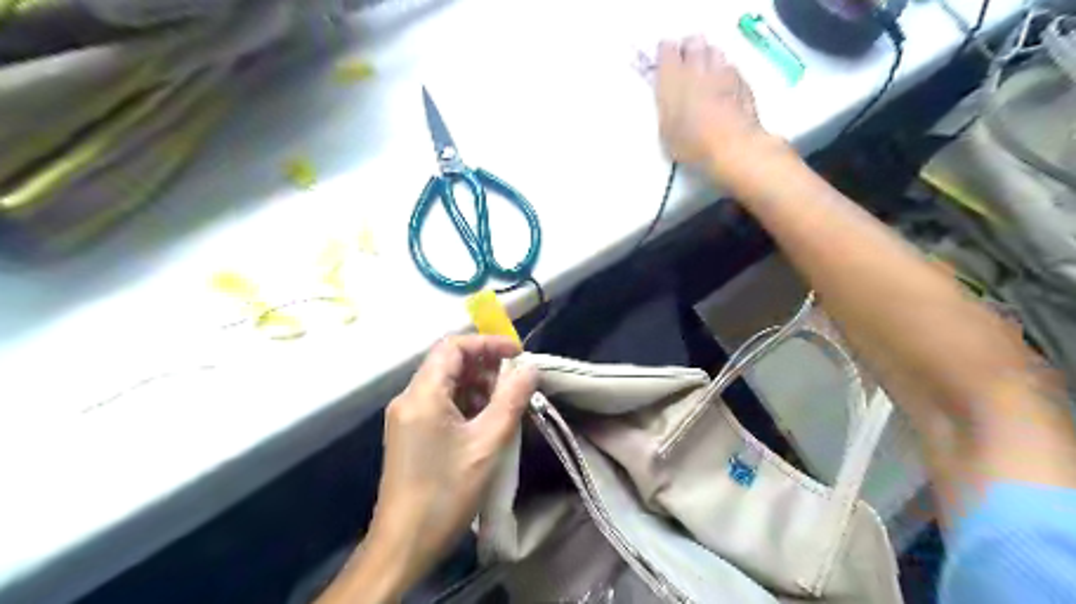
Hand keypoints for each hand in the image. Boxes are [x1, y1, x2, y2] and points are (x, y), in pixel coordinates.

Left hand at [371, 333, 537, 586]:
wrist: (404, 544)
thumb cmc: (446, 492)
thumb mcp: (487, 443)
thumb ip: (511, 400)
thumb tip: (530, 368)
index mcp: (423, 394)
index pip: (453, 346)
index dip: (487, 343)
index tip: (517, 354)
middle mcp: (409, 398)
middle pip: (448, 363)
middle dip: (485, 366)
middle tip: (515, 383)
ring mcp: (407, 416)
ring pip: (446, 384)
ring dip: (477, 386)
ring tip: (505, 404)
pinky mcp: (410, 433)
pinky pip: (440, 403)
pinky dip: (466, 403)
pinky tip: (486, 421)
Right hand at [655, 34, 782, 181]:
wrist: (733, 146)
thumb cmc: (692, 144)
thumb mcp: (666, 131)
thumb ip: (666, 105)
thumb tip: (668, 92)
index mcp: (673, 79)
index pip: (667, 49)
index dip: (666, 52)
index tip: (665, 58)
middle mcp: (697, 68)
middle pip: (694, 41)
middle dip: (690, 47)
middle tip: (687, 61)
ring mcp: (723, 72)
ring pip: (715, 51)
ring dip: (709, 57)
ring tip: (707, 72)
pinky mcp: (743, 80)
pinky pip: (731, 68)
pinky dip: (726, 73)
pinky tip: (725, 86)